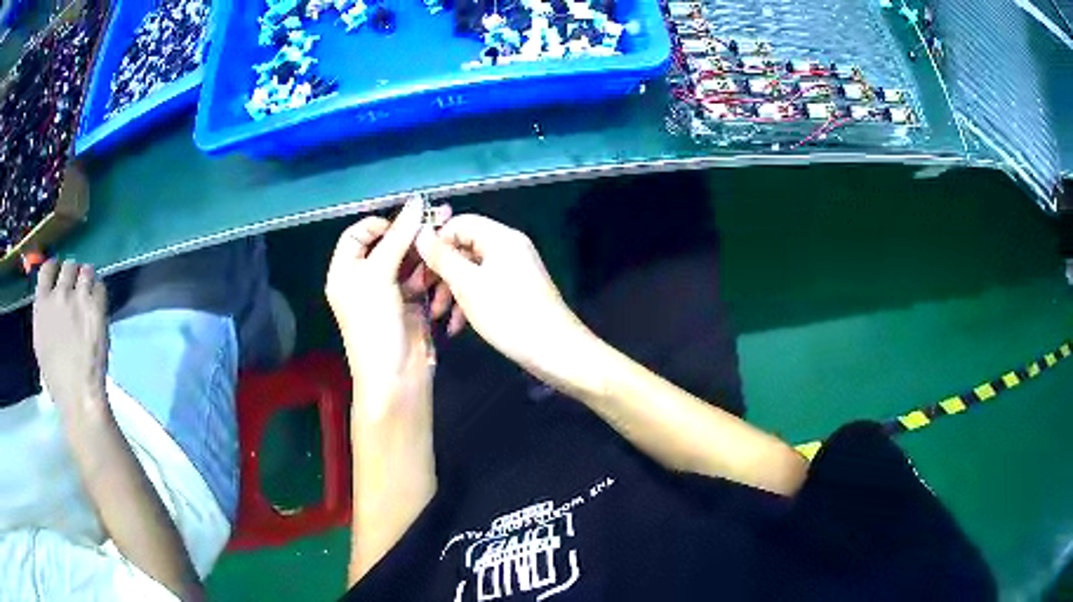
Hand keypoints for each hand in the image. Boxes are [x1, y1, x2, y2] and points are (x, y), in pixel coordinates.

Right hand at [32, 260, 109, 410]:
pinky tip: (98, 307)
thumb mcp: (41, 341)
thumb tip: (50, 299)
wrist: (78, 395)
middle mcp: (59, 294)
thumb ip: (44, 314)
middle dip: (73, 275)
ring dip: (88, 280)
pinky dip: (99, 292)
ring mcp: (78, 298)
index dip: (55, 269)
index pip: (47, 268)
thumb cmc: (57, 379)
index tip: (60, 277)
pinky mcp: (96, 306)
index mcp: (41, 305)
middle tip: (77, 291)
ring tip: (88, 297)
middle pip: (69, 266)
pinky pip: (100, 285)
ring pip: (86, 270)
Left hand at [326, 197, 455, 417]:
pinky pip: (423, 279)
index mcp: (345, 271)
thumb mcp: (379, 276)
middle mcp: (365, 279)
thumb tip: (416, 202)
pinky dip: (433, 274)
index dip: (379, 224)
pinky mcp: (412, 304)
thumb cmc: (374, 324)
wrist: (396, 377)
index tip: (404, 222)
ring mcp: (390, 292)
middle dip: (411, 233)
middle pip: (387, 245)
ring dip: (426, 253)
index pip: (357, 234)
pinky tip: (445, 267)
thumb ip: (398, 237)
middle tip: (440, 217)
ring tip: (447, 239)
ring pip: (409, 261)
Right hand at [416, 214, 588, 373]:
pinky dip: (469, 301)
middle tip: (422, 294)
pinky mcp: (517, 291)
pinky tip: (457, 327)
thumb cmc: (510, 315)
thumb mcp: (469, 286)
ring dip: (452, 290)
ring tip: (439, 316)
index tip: (416, 267)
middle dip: (441, 272)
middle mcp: (509, 247)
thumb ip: (443, 258)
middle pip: (464, 247)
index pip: (458, 223)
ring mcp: (515, 269)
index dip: (435, 242)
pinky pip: (485, 286)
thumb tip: (420, 233)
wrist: (555, 350)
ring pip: (472, 270)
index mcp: (501, 238)